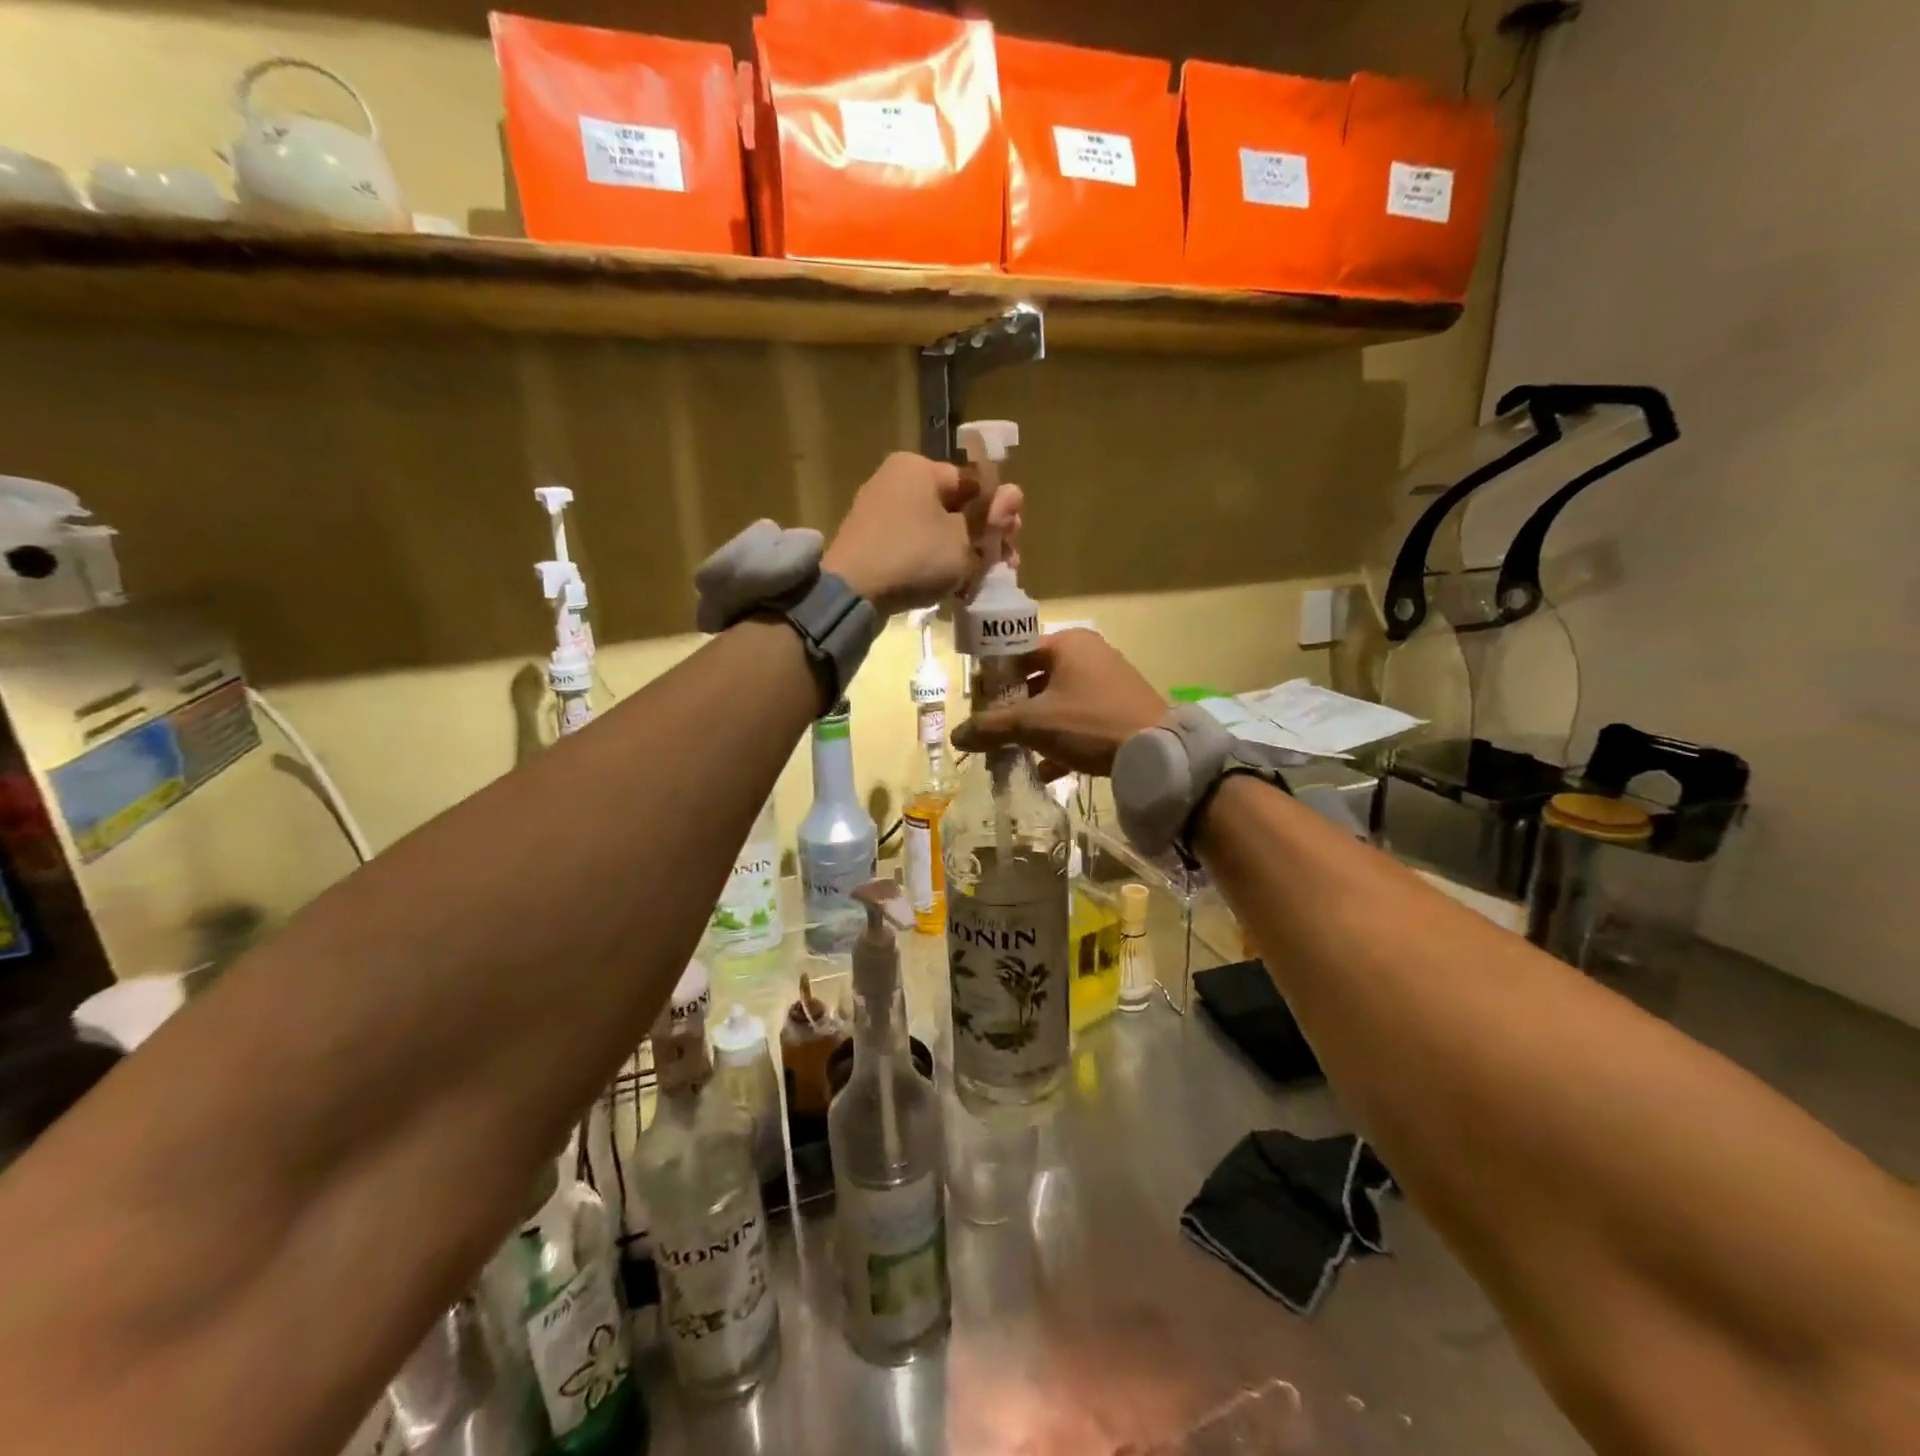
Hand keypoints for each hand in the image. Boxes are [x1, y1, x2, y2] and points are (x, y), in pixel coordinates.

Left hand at [823, 452, 1022, 618]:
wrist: (853, 593)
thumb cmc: (915, 556)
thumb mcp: (965, 540)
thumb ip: (991, 520)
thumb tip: (1014, 495)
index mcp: (918, 468)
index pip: (972, 483)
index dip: (998, 511)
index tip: (1013, 538)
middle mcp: (895, 482)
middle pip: (954, 508)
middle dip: (983, 537)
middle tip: (1004, 563)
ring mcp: (879, 514)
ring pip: (936, 532)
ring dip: (963, 555)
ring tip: (982, 581)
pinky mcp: (871, 545)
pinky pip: (914, 549)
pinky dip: (936, 565)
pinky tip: (955, 588)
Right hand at [952, 630, 1166, 776]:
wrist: (1156, 751)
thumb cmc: (1089, 724)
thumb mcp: (1034, 724)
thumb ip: (992, 727)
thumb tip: (956, 736)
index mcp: (1068, 644)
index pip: (1017, 653)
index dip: (994, 678)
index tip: (978, 705)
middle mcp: (1090, 654)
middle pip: (1037, 679)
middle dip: (1014, 709)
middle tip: (994, 731)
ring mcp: (1109, 681)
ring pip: (1059, 702)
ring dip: (1036, 728)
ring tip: (1016, 752)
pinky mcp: (1121, 707)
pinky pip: (1080, 719)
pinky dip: (1062, 739)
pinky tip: (1048, 770)